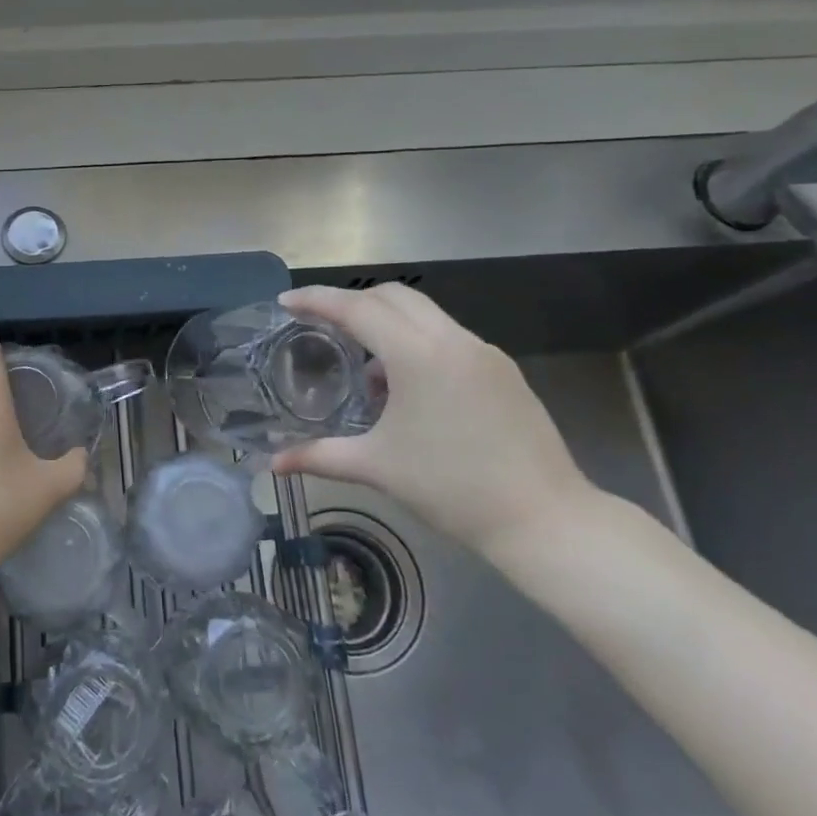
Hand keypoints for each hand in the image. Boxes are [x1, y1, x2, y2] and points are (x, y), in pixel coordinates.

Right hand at [271, 284, 596, 560]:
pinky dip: (416, 342)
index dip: (317, 300)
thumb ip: (319, 456)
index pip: (357, 308)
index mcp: (417, 355)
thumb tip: (272, 464)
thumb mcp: (377, 467)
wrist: (544, 519)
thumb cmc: (452, 488)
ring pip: (424, 313)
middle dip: (352, 302)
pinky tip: (407, 388)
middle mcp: (451, 340)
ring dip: (386, 323)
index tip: (286, 302)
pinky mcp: (502, 370)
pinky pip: (447, 337)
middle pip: (392, 296)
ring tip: (363, 366)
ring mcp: (483, 352)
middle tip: (320, 324)